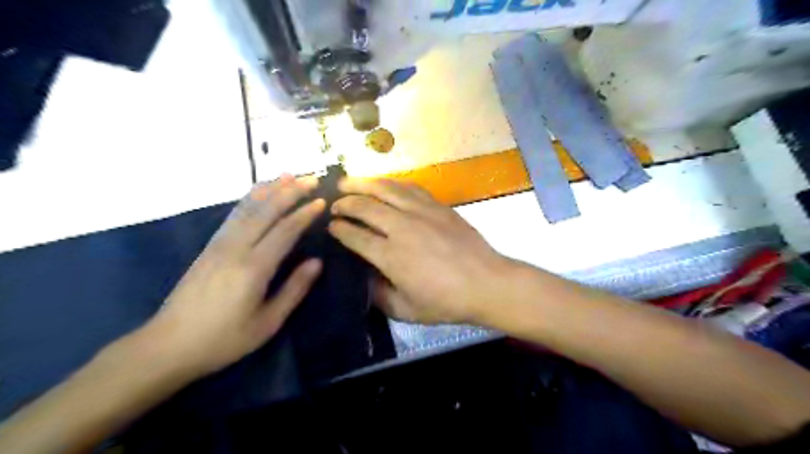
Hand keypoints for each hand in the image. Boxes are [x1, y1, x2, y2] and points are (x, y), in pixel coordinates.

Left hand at [140, 175, 325, 378]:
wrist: (168, 345)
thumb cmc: (224, 339)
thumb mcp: (267, 323)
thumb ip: (294, 289)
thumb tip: (317, 262)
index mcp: (254, 268)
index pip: (285, 231)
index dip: (304, 214)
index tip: (322, 201)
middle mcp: (236, 248)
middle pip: (266, 211)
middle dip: (290, 191)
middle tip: (310, 178)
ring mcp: (219, 244)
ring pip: (248, 208)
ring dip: (270, 189)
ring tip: (288, 174)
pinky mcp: (209, 246)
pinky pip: (234, 215)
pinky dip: (249, 199)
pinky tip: (258, 192)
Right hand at [328, 177, 511, 325]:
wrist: (486, 283)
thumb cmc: (446, 302)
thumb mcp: (406, 310)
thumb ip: (379, 295)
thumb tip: (363, 278)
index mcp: (390, 256)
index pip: (355, 235)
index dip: (339, 229)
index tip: (330, 226)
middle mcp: (401, 228)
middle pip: (364, 206)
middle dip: (344, 203)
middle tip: (333, 204)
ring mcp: (421, 212)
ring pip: (385, 189)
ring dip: (362, 183)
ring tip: (347, 182)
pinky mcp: (437, 206)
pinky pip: (409, 187)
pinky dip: (391, 183)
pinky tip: (384, 184)